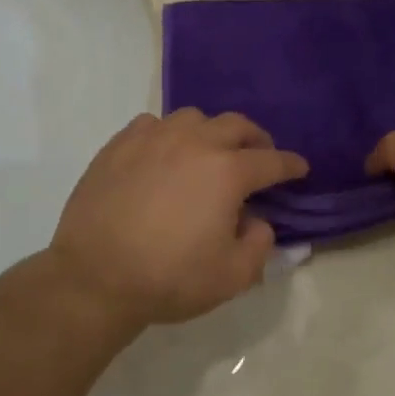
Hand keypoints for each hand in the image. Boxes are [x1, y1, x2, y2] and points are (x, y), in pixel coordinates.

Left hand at [50, 109, 306, 330]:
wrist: (95, 278)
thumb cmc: (169, 278)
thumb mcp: (233, 276)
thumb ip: (259, 244)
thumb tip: (255, 220)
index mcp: (227, 172)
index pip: (271, 161)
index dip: (291, 165)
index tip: (299, 168)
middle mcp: (194, 143)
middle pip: (236, 125)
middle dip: (256, 138)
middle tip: (259, 154)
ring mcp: (153, 138)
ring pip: (193, 117)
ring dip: (211, 131)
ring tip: (209, 151)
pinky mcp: (119, 145)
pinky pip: (153, 124)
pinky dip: (168, 134)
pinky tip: (163, 153)